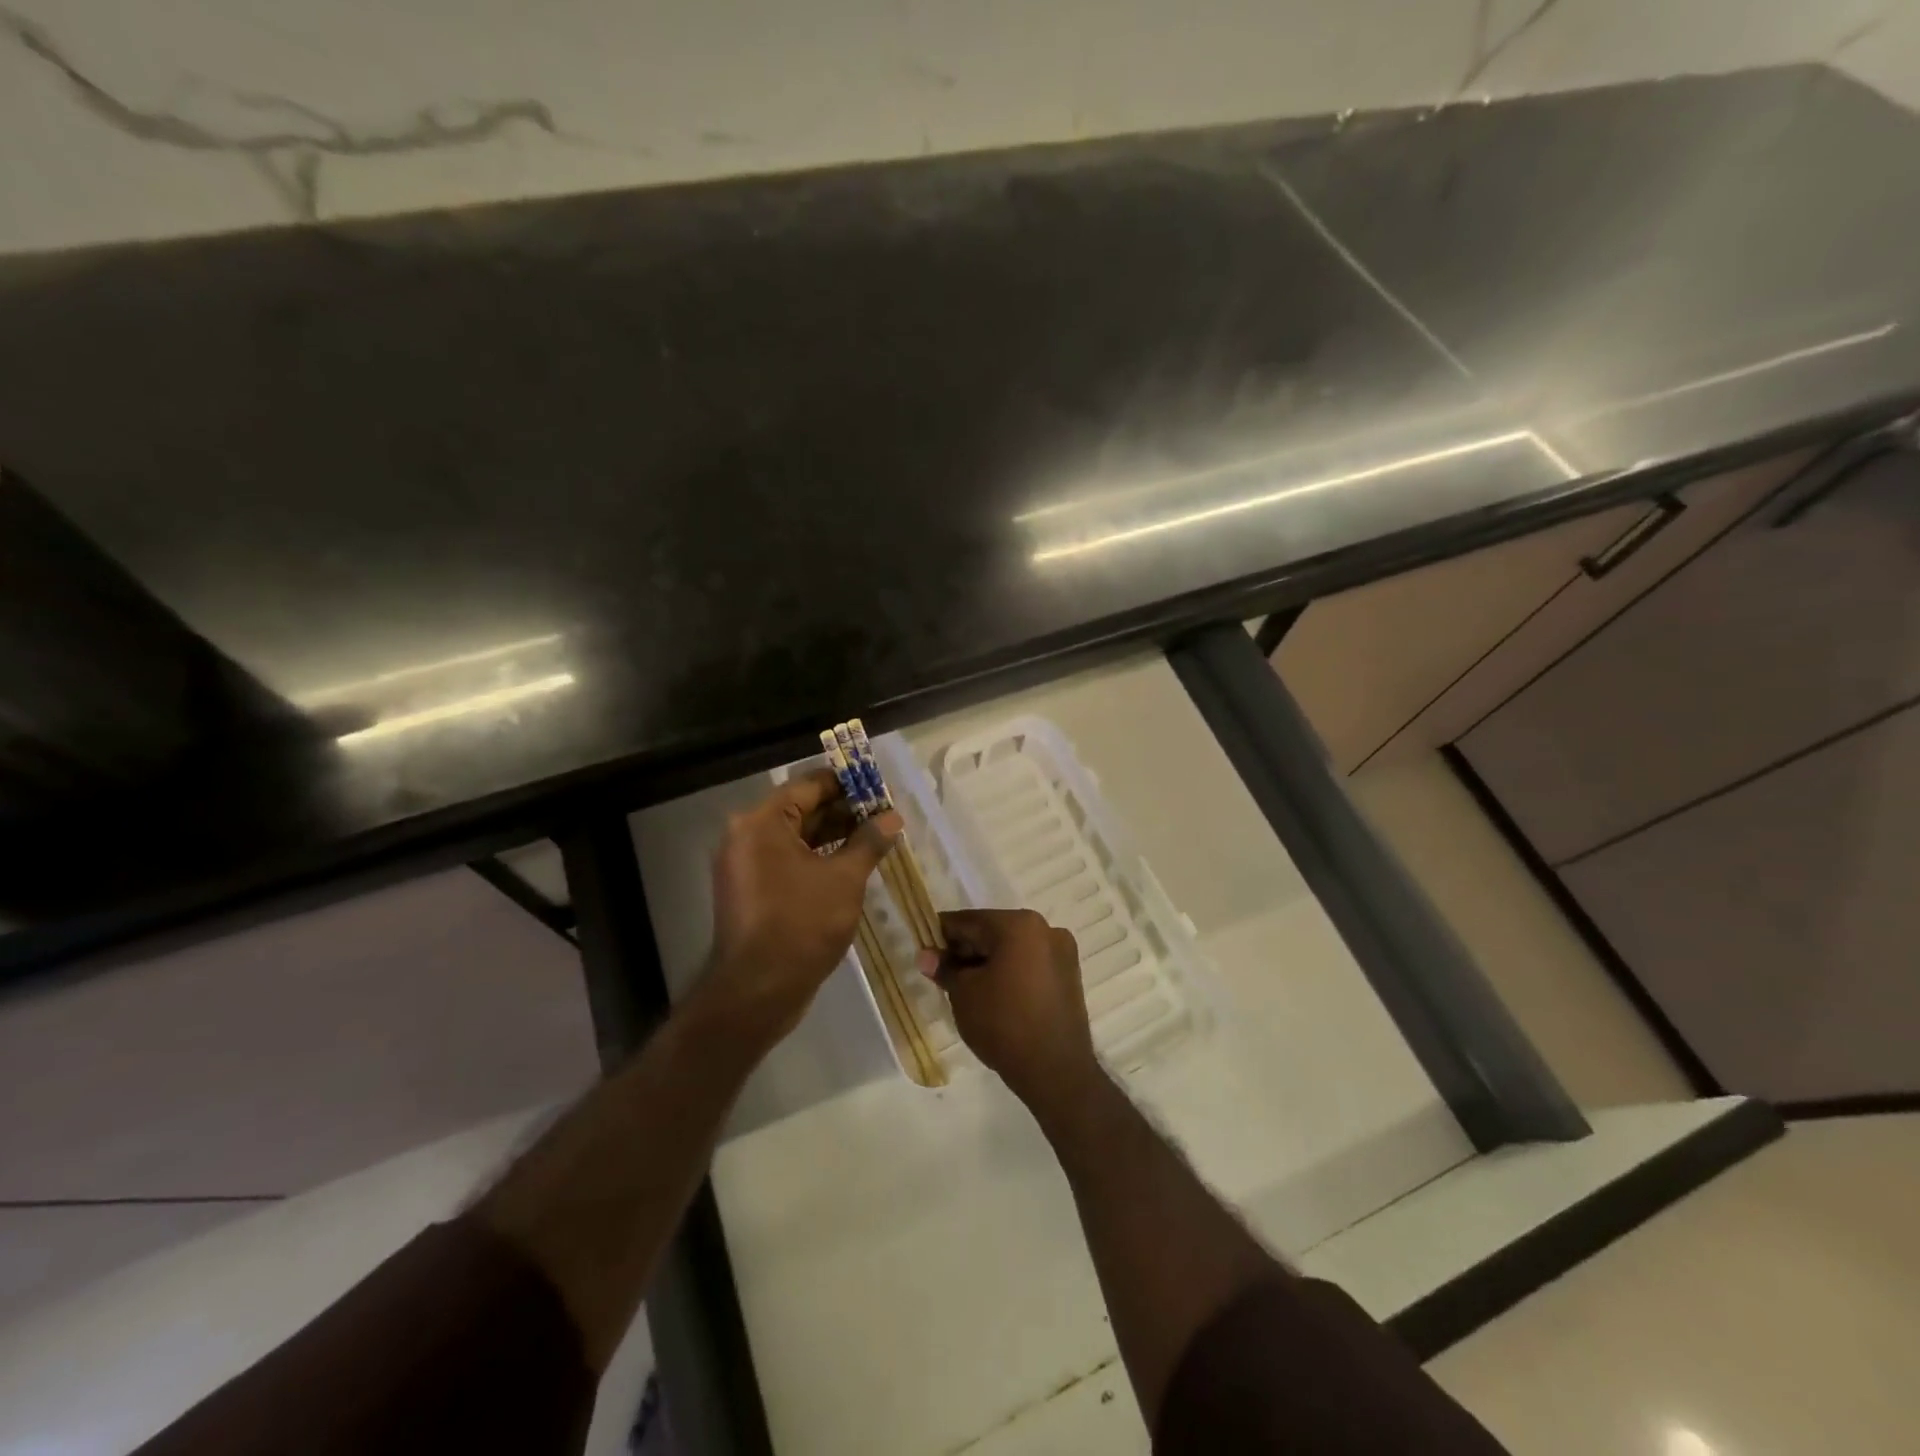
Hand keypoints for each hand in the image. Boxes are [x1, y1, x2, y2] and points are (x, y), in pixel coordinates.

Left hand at [702, 769, 900, 1047]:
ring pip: (796, 837)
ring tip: (875, 837)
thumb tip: (892, 817)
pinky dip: (817, 857)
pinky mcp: (751, 889)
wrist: (758, 991)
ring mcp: (745, 864)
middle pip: (801, 809)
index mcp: (762, 822)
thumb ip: (869, 842)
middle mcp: (746, 835)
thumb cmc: (802, 925)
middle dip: (844, 811)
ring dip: (833, 835)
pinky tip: (851, 863)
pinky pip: (787, 860)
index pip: (810, 785)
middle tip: (884, 814)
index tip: (880, 788)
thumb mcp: (845, 879)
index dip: (848, 784)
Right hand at [922, 908, 1098, 1109]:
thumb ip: (944, 968)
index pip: (969, 922)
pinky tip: (994, 996)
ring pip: (1012, 949)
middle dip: (966, 951)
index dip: (942, 936)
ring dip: (988, 962)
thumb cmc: (1003, 1023)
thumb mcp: (963, 994)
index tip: (925, 953)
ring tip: (966, 990)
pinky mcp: (1070, 976)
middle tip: (943, 975)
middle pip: (992, 932)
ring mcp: (1062, 952)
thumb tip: (926, 955)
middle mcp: (1045, 929)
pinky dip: (1010, 972)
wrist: (1055, 1071)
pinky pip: (1030, 964)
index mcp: (1019, 924)